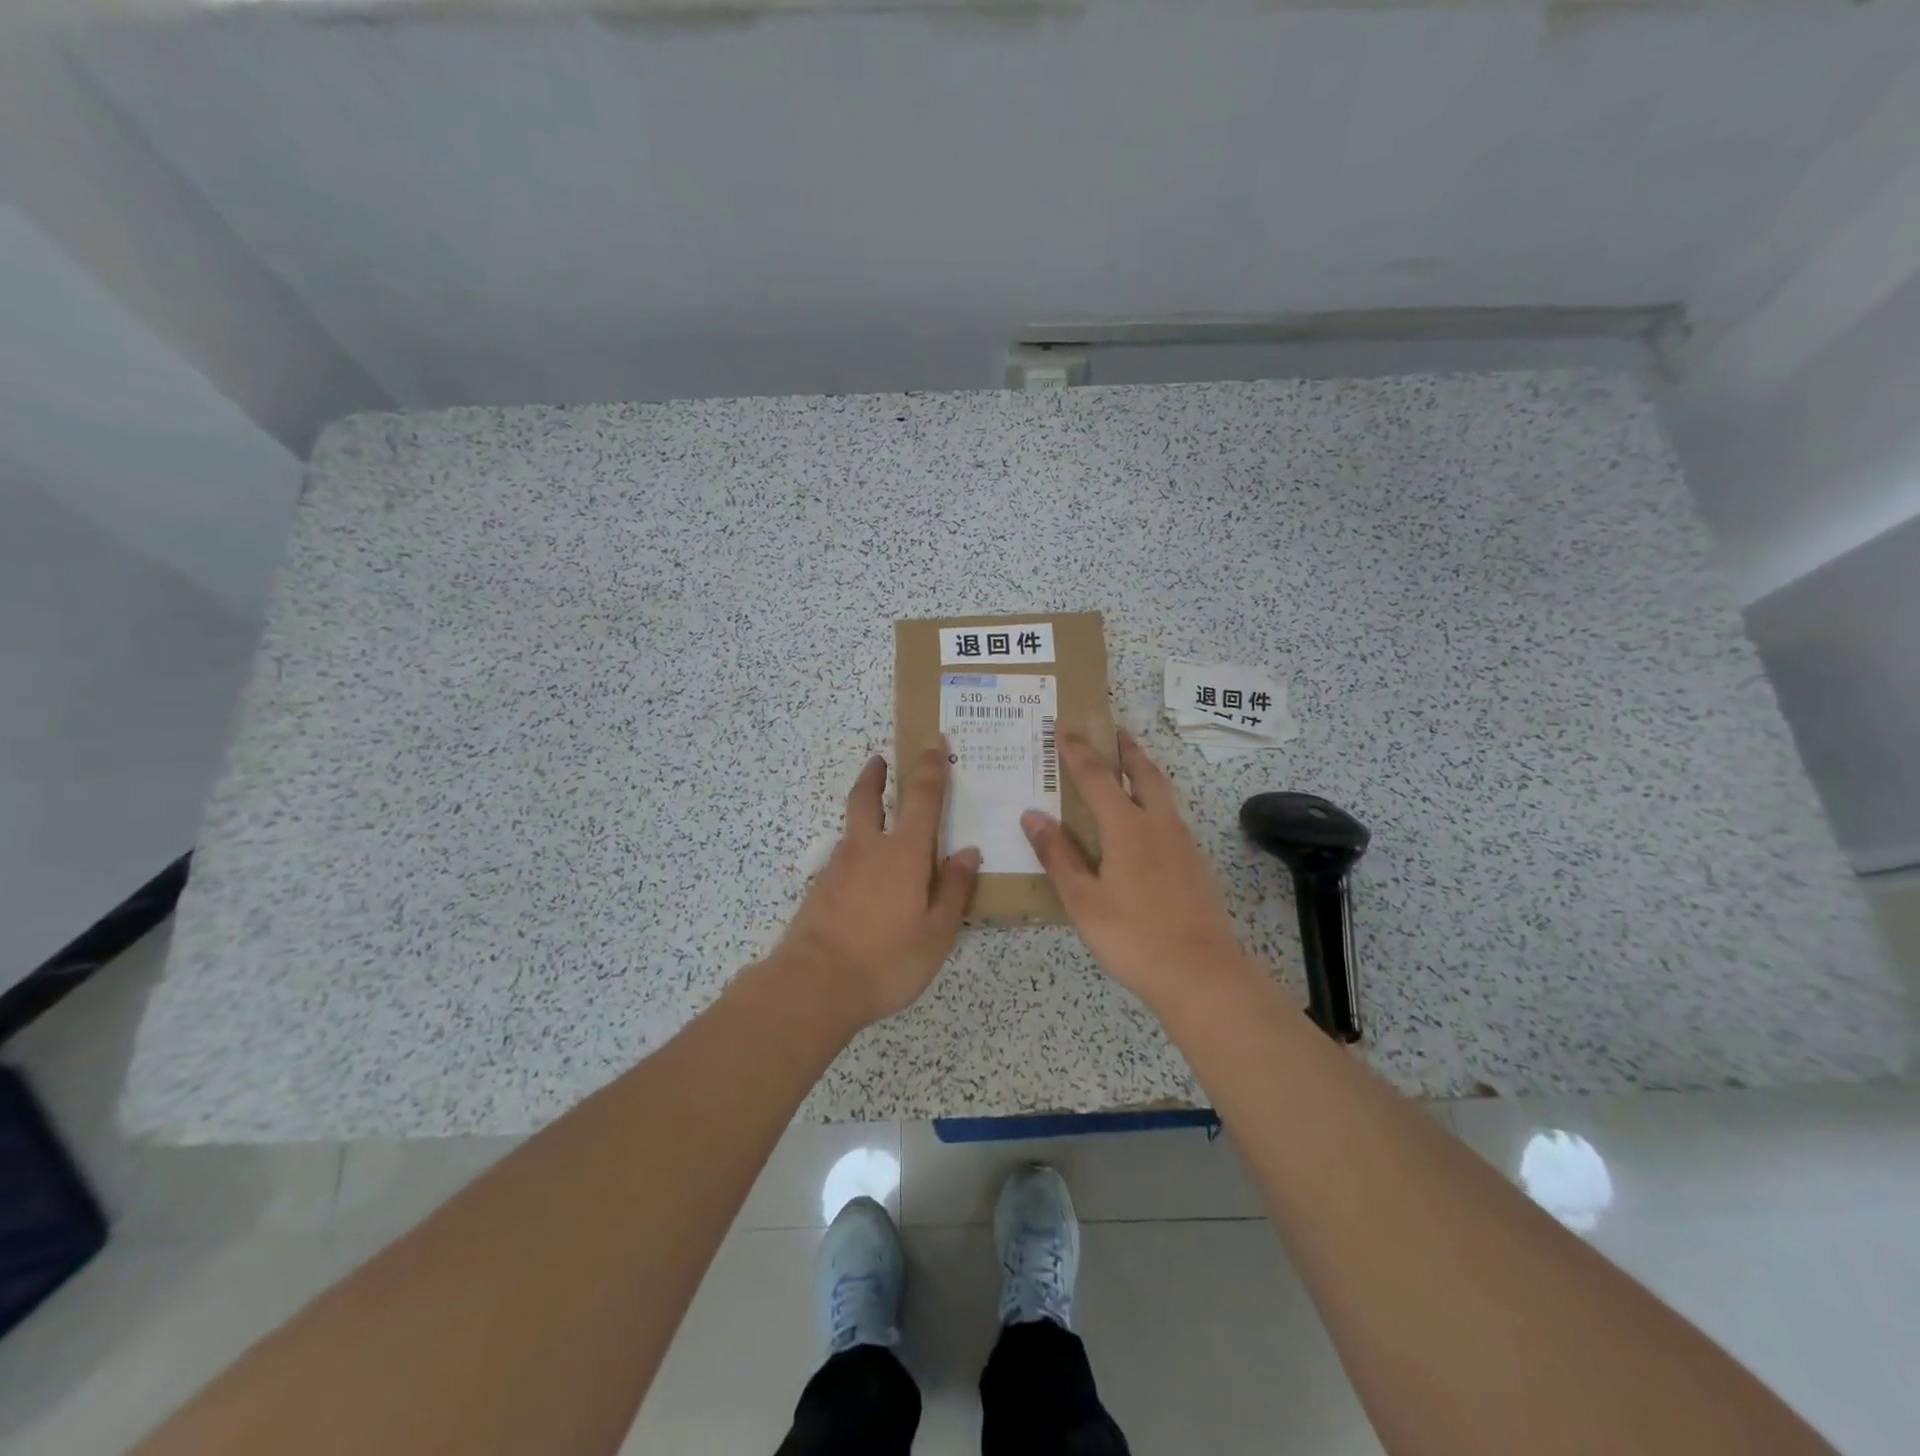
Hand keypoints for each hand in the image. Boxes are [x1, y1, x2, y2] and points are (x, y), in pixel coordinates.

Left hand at [772, 745, 980, 1027]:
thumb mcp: (936, 933)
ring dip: (865, 811)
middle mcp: (868, 849)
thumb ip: (954, 890)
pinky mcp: (820, 889)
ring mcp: (838, 868)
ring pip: (853, 828)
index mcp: (903, 853)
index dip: (930, 767)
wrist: (813, 986)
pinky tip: (867, 876)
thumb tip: (968, 851)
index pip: (922, 798)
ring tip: (881, 820)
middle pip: (867, 797)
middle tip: (881, 758)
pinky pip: (844, 858)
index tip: (933, 741)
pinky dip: (858, 852)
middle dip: (876, 774)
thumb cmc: (886, 960)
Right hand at [1021, 730, 1256, 1013]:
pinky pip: (1171, 817)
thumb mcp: (1083, 900)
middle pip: (1143, 773)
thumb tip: (1032, 815)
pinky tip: (1148, 823)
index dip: (1079, 752)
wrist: (1201, 973)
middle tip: (1114, 730)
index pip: (1097, 778)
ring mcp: (1183, 843)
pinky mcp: (1196, 864)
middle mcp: (1158, 824)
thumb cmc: (1133, 936)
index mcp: (1127, 828)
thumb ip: (1058, 855)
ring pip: (1163, 793)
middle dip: (1126, 749)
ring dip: (1145, 771)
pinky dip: (1155, 802)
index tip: (1065, 730)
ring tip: (1130, 766)